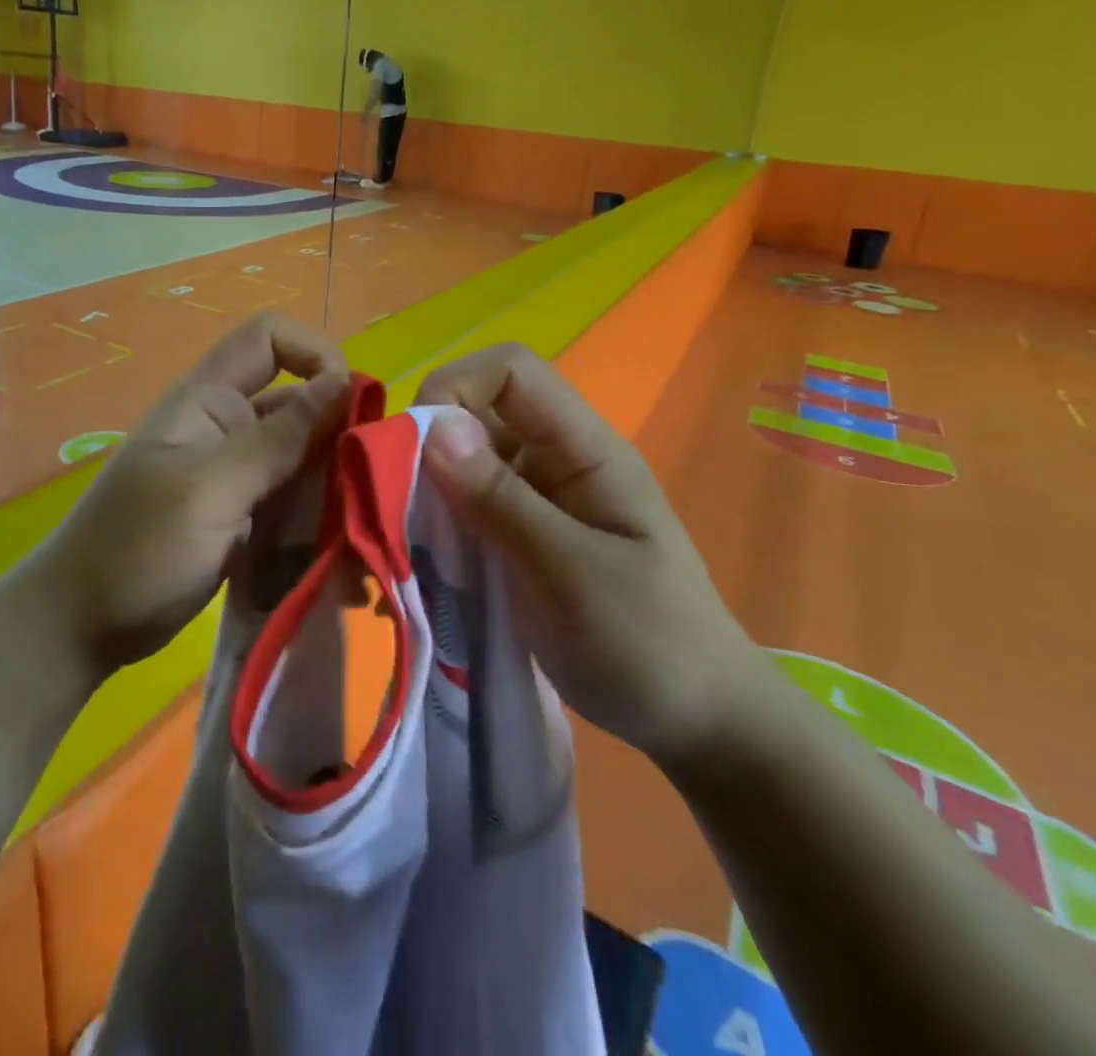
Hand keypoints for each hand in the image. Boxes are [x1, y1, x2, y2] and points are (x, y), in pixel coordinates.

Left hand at [30, 314, 350, 677]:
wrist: (79, 627)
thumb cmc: (135, 549)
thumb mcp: (209, 490)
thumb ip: (277, 439)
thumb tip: (344, 381)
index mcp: (208, 401)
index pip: (269, 339)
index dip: (315, 354)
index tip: (350, 404)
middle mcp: (226, 427)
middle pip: (298, 403)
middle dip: (336, 432)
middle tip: (368, 485)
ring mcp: (234, 474)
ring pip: (301, 456)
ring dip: (332, 482)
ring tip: (362, 525)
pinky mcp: (242, 515)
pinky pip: (292, 499)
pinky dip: (317, 516)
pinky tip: (339, 550)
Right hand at [417, 345, 765, 766]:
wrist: (698, 723)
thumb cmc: (649, 644)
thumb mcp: (573, 573)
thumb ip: (502, 501)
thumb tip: (432, 428)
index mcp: (585, 449)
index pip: (511, 372)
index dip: (456, 389)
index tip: (414, 451)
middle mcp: (555, 459)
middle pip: (478, 411)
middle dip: (428, 444)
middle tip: (398, 507)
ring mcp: (537, 497)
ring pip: (463, 460)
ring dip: (426, 488)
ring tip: (402, 539)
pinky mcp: (519, 534)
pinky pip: (465, 505)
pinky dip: (436, 522)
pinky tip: (421, 560)